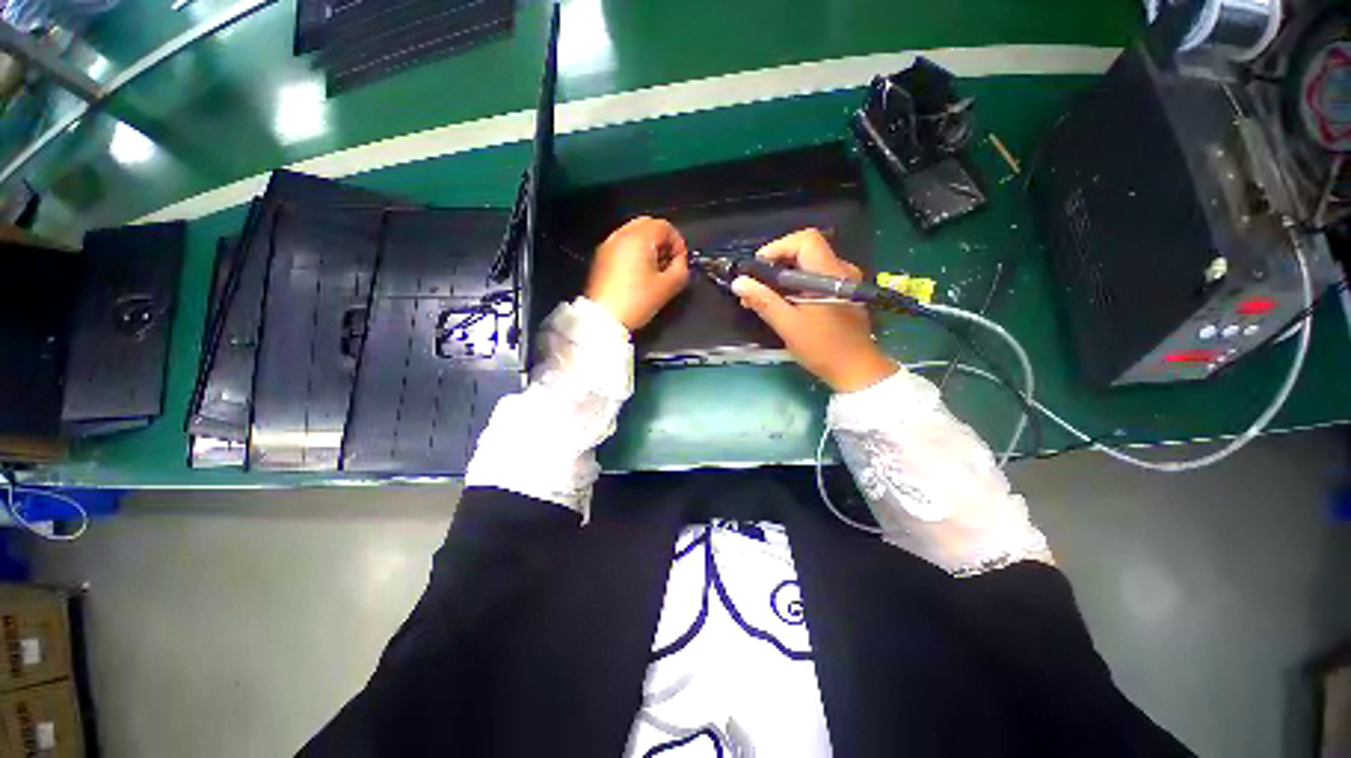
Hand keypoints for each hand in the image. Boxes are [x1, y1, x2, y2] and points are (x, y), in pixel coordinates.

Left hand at [585, 216, 690, 330]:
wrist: (605, 318)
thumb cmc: (636, 302)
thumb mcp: (668, 287)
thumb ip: (682, 269)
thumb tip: (682, 263)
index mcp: (639, 238)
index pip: (665, 226)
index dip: (678, 243)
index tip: (680, 261)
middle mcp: (622, 235)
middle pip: (649, 225)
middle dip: (663, 241)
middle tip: (669, 262)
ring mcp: (609, 245)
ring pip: (635, 233)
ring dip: (649, 246)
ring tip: (654, 269)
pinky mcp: (602, 257)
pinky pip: (623, 244)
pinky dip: (634, 251)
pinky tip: (639, 272)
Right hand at [732, 229, 897, 392]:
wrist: (857, 371)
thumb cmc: (823, 348)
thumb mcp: (789, 326)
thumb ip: (764, 301)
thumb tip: (739, 282)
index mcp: (829, 274)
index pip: (805, 240)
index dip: (778, 247)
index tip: (758, 268)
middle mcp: (840, 271)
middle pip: (804, 251)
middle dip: (775, 265)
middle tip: (754, 287)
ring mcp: (843, 282)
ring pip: (808, 266)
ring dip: (782, 278)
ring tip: (762, 298)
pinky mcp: (841, 294)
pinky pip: (814, 279)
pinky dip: (794, 286)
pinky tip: (781, 304)